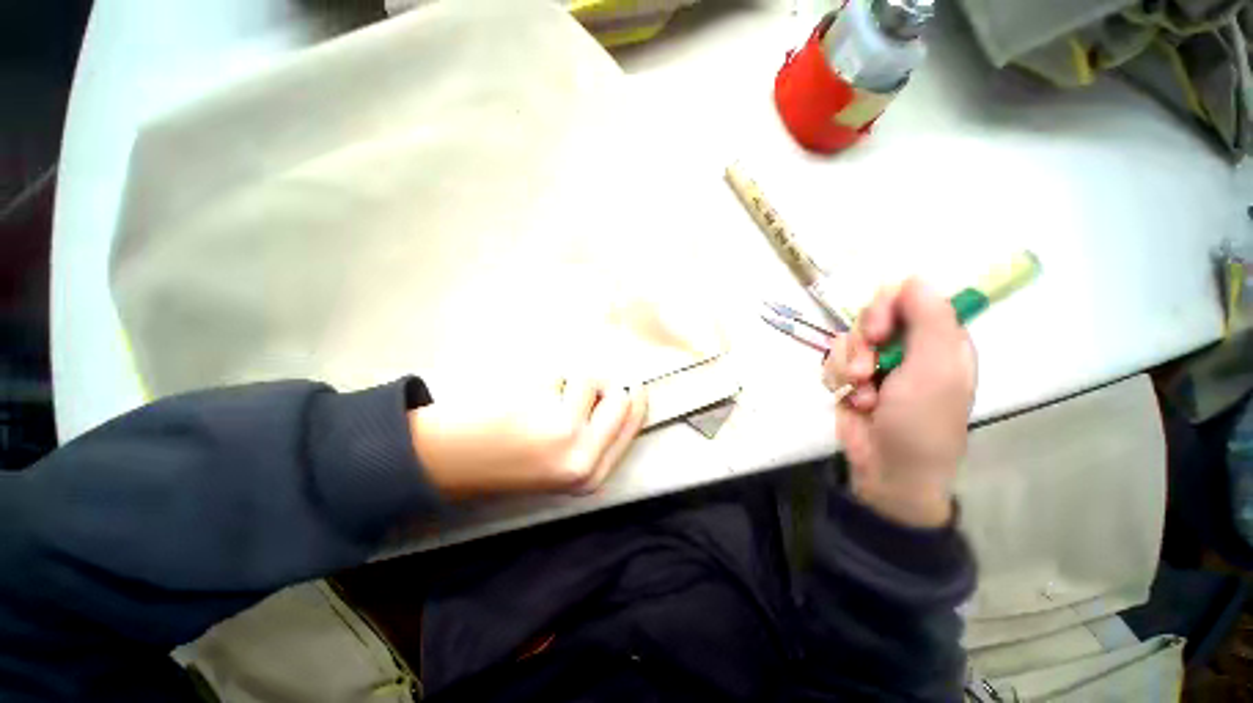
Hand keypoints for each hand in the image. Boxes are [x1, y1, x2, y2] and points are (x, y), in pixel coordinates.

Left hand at [408, 380, 648, 499]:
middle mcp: (586, 460)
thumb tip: (619, 393)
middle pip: (621, 397)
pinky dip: (545, 377)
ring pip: (590, 380)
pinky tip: (522, 397)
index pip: (633, 423)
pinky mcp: (546, 414)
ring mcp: (568, 438)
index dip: (635, 399)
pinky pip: (561, 375)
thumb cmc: (502, 459)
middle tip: (572, 388)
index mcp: (591, 474)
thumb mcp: (558, 462)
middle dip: (601, 385)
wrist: (446, 463)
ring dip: (565, 380)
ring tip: (538, 399)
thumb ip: (593, 435)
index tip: (631, 384)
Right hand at [821, 279, 976, 527]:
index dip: (890, 306)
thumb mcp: (935, 370)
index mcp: (937, 340)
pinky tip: (853, 399)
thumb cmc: (922, 421)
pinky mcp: (848, 377)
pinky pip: (832, 360)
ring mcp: (874, 362)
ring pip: (848, 339)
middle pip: (873, 315)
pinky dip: (838, 379)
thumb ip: (930, 320)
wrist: (887, 467)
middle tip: (869, 362)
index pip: (910, 299)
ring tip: (863, 392)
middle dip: (865, 339)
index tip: (880, 328)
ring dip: (850, 365)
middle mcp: (905, 347)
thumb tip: (915, 277)